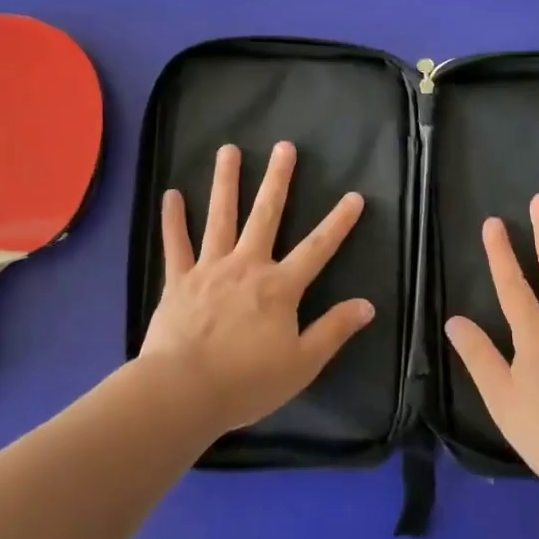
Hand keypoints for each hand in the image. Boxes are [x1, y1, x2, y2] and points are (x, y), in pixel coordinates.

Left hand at [139, 141, 374, 436]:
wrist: (184, 391)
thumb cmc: (247, 381)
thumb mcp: (302, 364)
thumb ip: (334, 330)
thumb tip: (368, 305)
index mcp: (279, 287)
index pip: (317, 248)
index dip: (338, 223)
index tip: (355, 196)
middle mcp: (247, 265)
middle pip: (266, 215)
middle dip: (277, 180)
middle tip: (284, 146)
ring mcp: (210, 269)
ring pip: (220, 217)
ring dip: (225, 182)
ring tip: (228, 149)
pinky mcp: (179, 280)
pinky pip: (176, 244)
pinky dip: (173, 220)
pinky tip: (171, 194)